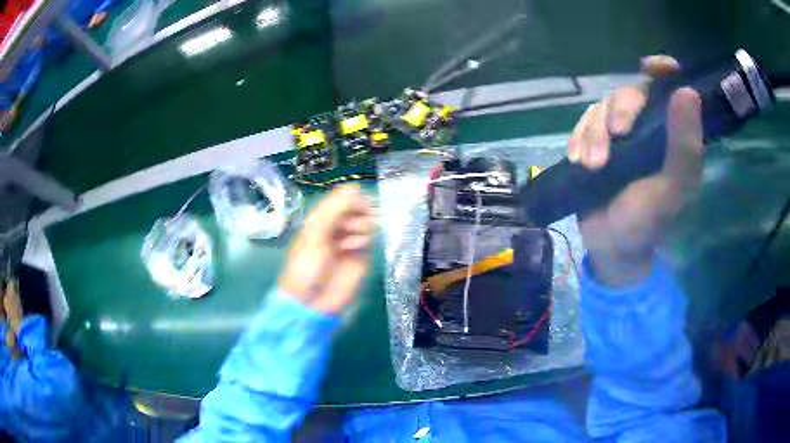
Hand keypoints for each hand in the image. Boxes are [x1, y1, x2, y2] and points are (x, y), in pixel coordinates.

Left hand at [279, 184, 374, 312]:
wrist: (312, 302)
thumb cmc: (306, 266)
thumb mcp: (315, 234)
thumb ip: (334, 210)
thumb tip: (355, 187)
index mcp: (318, 221)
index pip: (337, 200)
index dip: (348, 197)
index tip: (359, 196)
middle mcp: (334, 228)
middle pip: (352, 209)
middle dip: (357, 210)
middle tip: (359, 216)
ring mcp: (348, 242)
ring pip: (362, 222)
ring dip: (360, 223)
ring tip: (354, 234)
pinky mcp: (360, 256)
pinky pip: (367, 238)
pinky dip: (364, 237)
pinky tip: (357, 244)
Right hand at [568, 55, 703, 286]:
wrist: (611, 246)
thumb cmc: (648, 221)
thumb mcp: (672, 188)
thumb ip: (685, 146)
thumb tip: (688, 91)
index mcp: (672, 135)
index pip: (669, 90)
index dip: (662, 71)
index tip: (651, 67)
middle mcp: (647, 129)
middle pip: (628, 94)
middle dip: (619, 111)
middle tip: (616, 139)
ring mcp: (618, 136)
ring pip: (601, 109)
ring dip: (593, 132)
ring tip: (591, 165)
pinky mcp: (594, 144)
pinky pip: (581, 125)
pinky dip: (577, 139)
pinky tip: (577, 160)